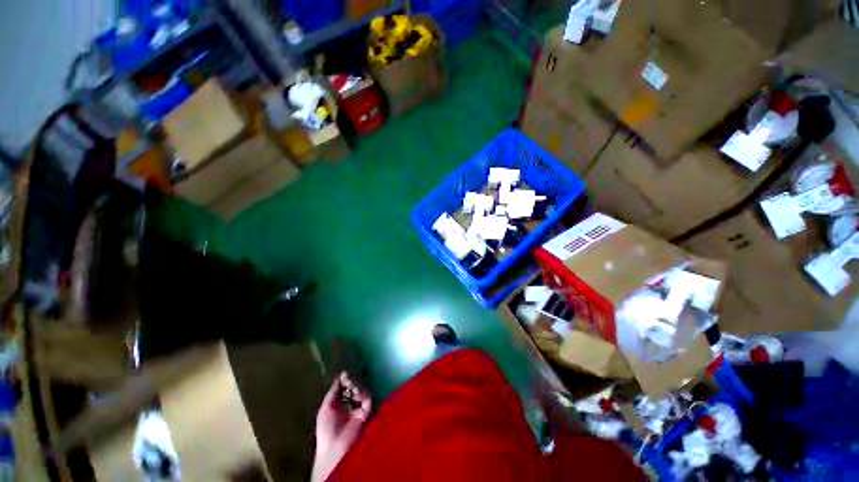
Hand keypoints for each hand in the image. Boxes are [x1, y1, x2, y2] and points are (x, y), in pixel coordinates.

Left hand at [312, 372, 370, 480]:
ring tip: (353, 387)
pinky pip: (368, 404)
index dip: (344, 381)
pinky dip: (365, 397)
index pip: (343, 389)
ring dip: (358, 388)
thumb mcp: (325, 409)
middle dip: (352, 383)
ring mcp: (357, 412)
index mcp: (337, 405)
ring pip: (362, 395)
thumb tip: (337, 380)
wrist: (335, 447)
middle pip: (353, 390)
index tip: (345, 374)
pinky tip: (359, 394)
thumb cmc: (326, 429)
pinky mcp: (365, 417)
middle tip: (350, 379)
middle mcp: (348, 407)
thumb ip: (332, 394)